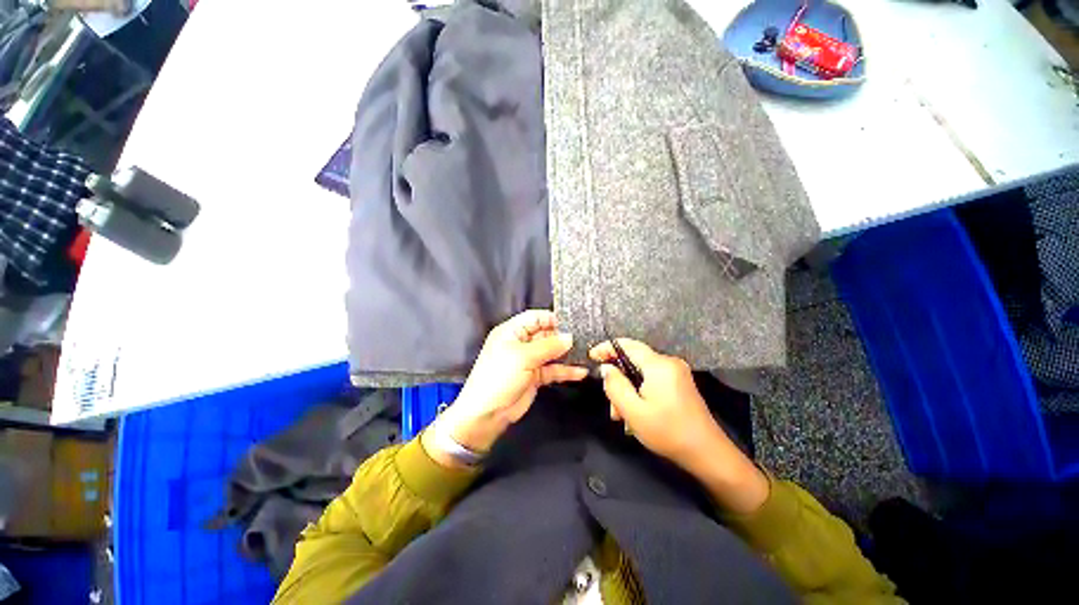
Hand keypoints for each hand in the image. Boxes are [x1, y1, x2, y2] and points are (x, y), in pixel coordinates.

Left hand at [425, 310, 587, 465]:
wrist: (487, 414)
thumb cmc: (500, 377)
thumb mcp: (523, 357)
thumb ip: (548, 346)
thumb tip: (570, 337)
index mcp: (512, 331)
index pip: (536, 317)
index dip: (553, 318)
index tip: (574, 322)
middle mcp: (521, 343)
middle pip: (546, 334)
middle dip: (564, 336)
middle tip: (586, 338)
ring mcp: (529, 360)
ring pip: (552, 352)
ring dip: (567, 354)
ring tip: (588, 353)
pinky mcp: (535, 376)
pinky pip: (553, 369)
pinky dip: (566, 370)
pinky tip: (581, 372)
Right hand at [589, 339, 768, 513]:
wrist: (707, 453)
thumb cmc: (668, 432)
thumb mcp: (633, 411)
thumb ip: (615, 385)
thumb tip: (606, 368)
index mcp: (659, 365)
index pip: (627, 344)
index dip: (607, 348)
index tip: (591, 357)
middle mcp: (669, 363)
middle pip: (633, 360)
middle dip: (618, 379)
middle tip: (611, 404)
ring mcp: (676, 373)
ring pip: (641, 373)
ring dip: (628, 390)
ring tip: (622, 416)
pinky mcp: (679, 384)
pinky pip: (652, 380)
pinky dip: (640, 392)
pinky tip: (636, 414)